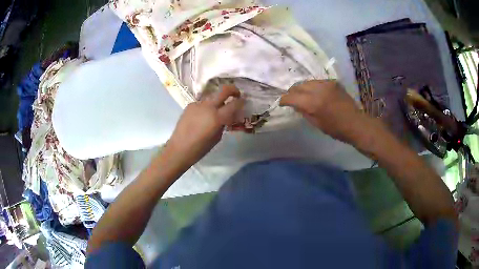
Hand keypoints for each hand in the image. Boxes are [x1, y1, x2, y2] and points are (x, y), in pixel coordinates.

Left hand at [165, 85, 244, 168]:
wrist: (179, 148)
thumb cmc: (200, 148)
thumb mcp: (217, 137)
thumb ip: (224, 123)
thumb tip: (228, 116)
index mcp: (217, 117)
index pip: (234, 104)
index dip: (241, 102)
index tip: (244, 102)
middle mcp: (208, 107)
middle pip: (224, 90)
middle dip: (233, 90)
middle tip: (236, 94)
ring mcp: (198, 104)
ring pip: (212, 96)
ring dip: (218, 100)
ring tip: (217, 110)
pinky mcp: (190, 105)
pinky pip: (202, 103)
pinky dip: (206, 107)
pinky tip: (203, 116)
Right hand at [280, 80, 364, 143]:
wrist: (355, 123)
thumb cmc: (335, 129)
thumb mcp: (316, 123)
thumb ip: (303, 111)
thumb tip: (294, 104)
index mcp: (313, 103)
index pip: (292, 97)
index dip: (284, 100)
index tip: (282, 103)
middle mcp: (319, 89)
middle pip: (298, 86)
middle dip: (292, 92)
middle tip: (291, 98)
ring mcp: (327, 84)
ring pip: (308, 82)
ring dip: (303, 88)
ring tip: (303, 95)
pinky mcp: (333, 82)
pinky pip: (318, 82)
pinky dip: (313, 87)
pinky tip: (316, 93)